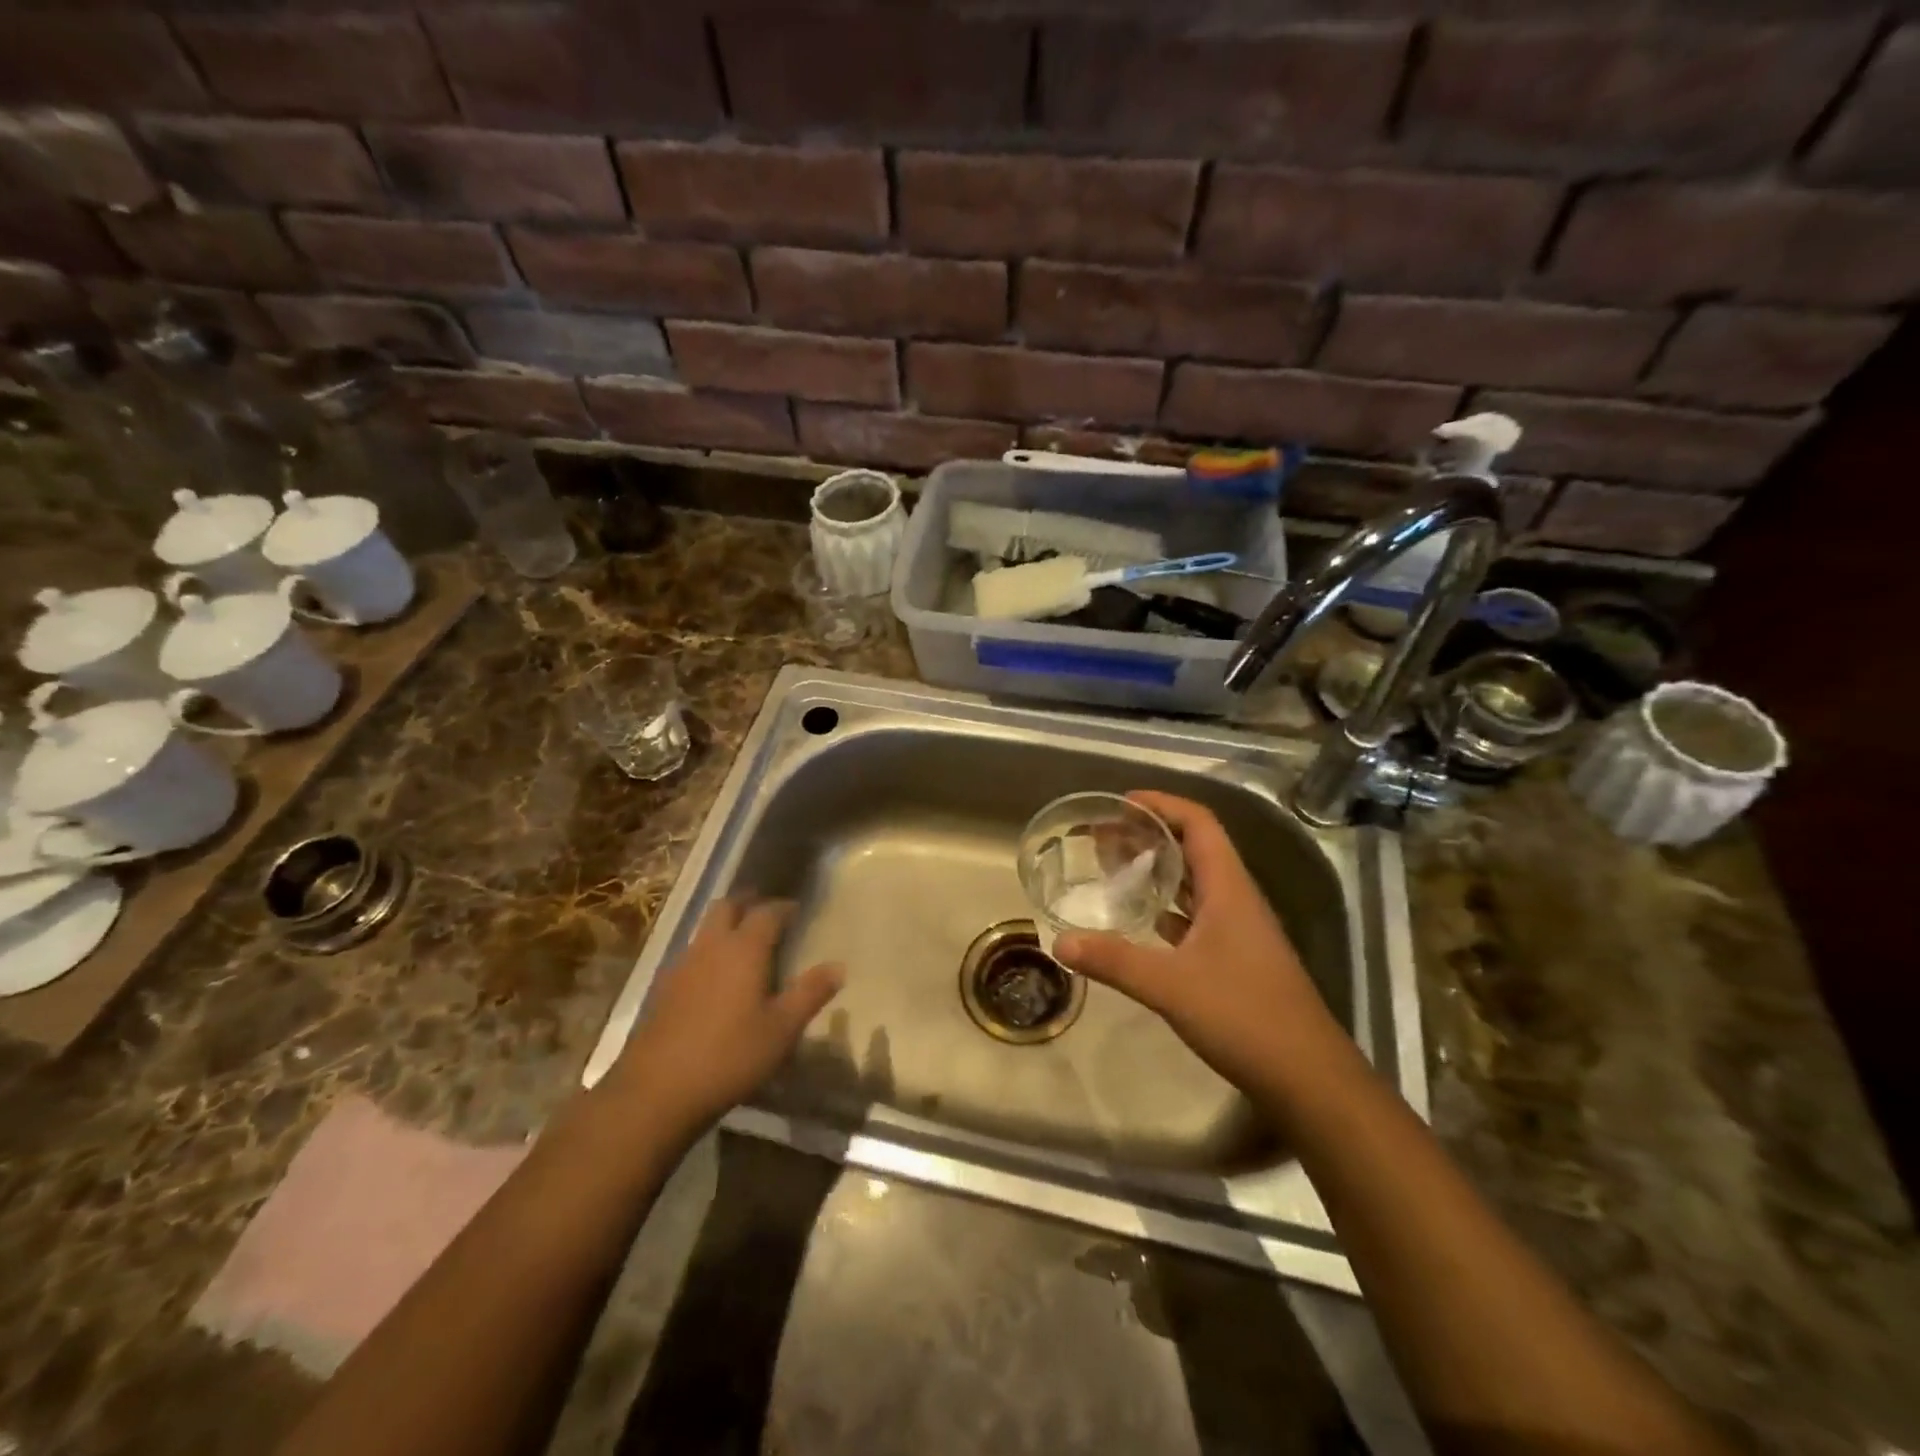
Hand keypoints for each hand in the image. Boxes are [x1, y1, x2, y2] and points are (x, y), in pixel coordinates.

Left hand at [607, 898, 842, 1138]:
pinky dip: (709, 951)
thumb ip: (810, 993)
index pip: (767, 912)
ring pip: (705, 929)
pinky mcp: (663, 988)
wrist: (656, 1091)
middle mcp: (711, 946)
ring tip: (744, 942)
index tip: (798, 909)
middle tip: (767, 911)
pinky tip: (716, 977)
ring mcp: (682, 965)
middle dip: (748, 903)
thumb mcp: (781, 1029)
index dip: (784, 907)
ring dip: (725, 925)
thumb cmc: (729, 1056)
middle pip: (727, 907)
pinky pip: (691, 953)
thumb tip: (838, 966)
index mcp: (744, 949)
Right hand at [1053, 792, 1350, 1100]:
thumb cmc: (1243, 1015)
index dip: (1163, 805)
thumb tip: (1059, 942)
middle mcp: (1237, 900)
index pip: (1199, 824)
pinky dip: (1168, 908)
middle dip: (1151, 835)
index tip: (1121, 804)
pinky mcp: (1238, 958)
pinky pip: (1198, 916)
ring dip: (1160, 870)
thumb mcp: (1170, 985)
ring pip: (1196, 883)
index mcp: (1228, 889)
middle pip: (1196, 848)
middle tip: (1105, 837)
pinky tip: (1141, 920)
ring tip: (1116, 869)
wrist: (1307, 1076)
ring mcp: (1240, 930)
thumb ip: (1114, 961)